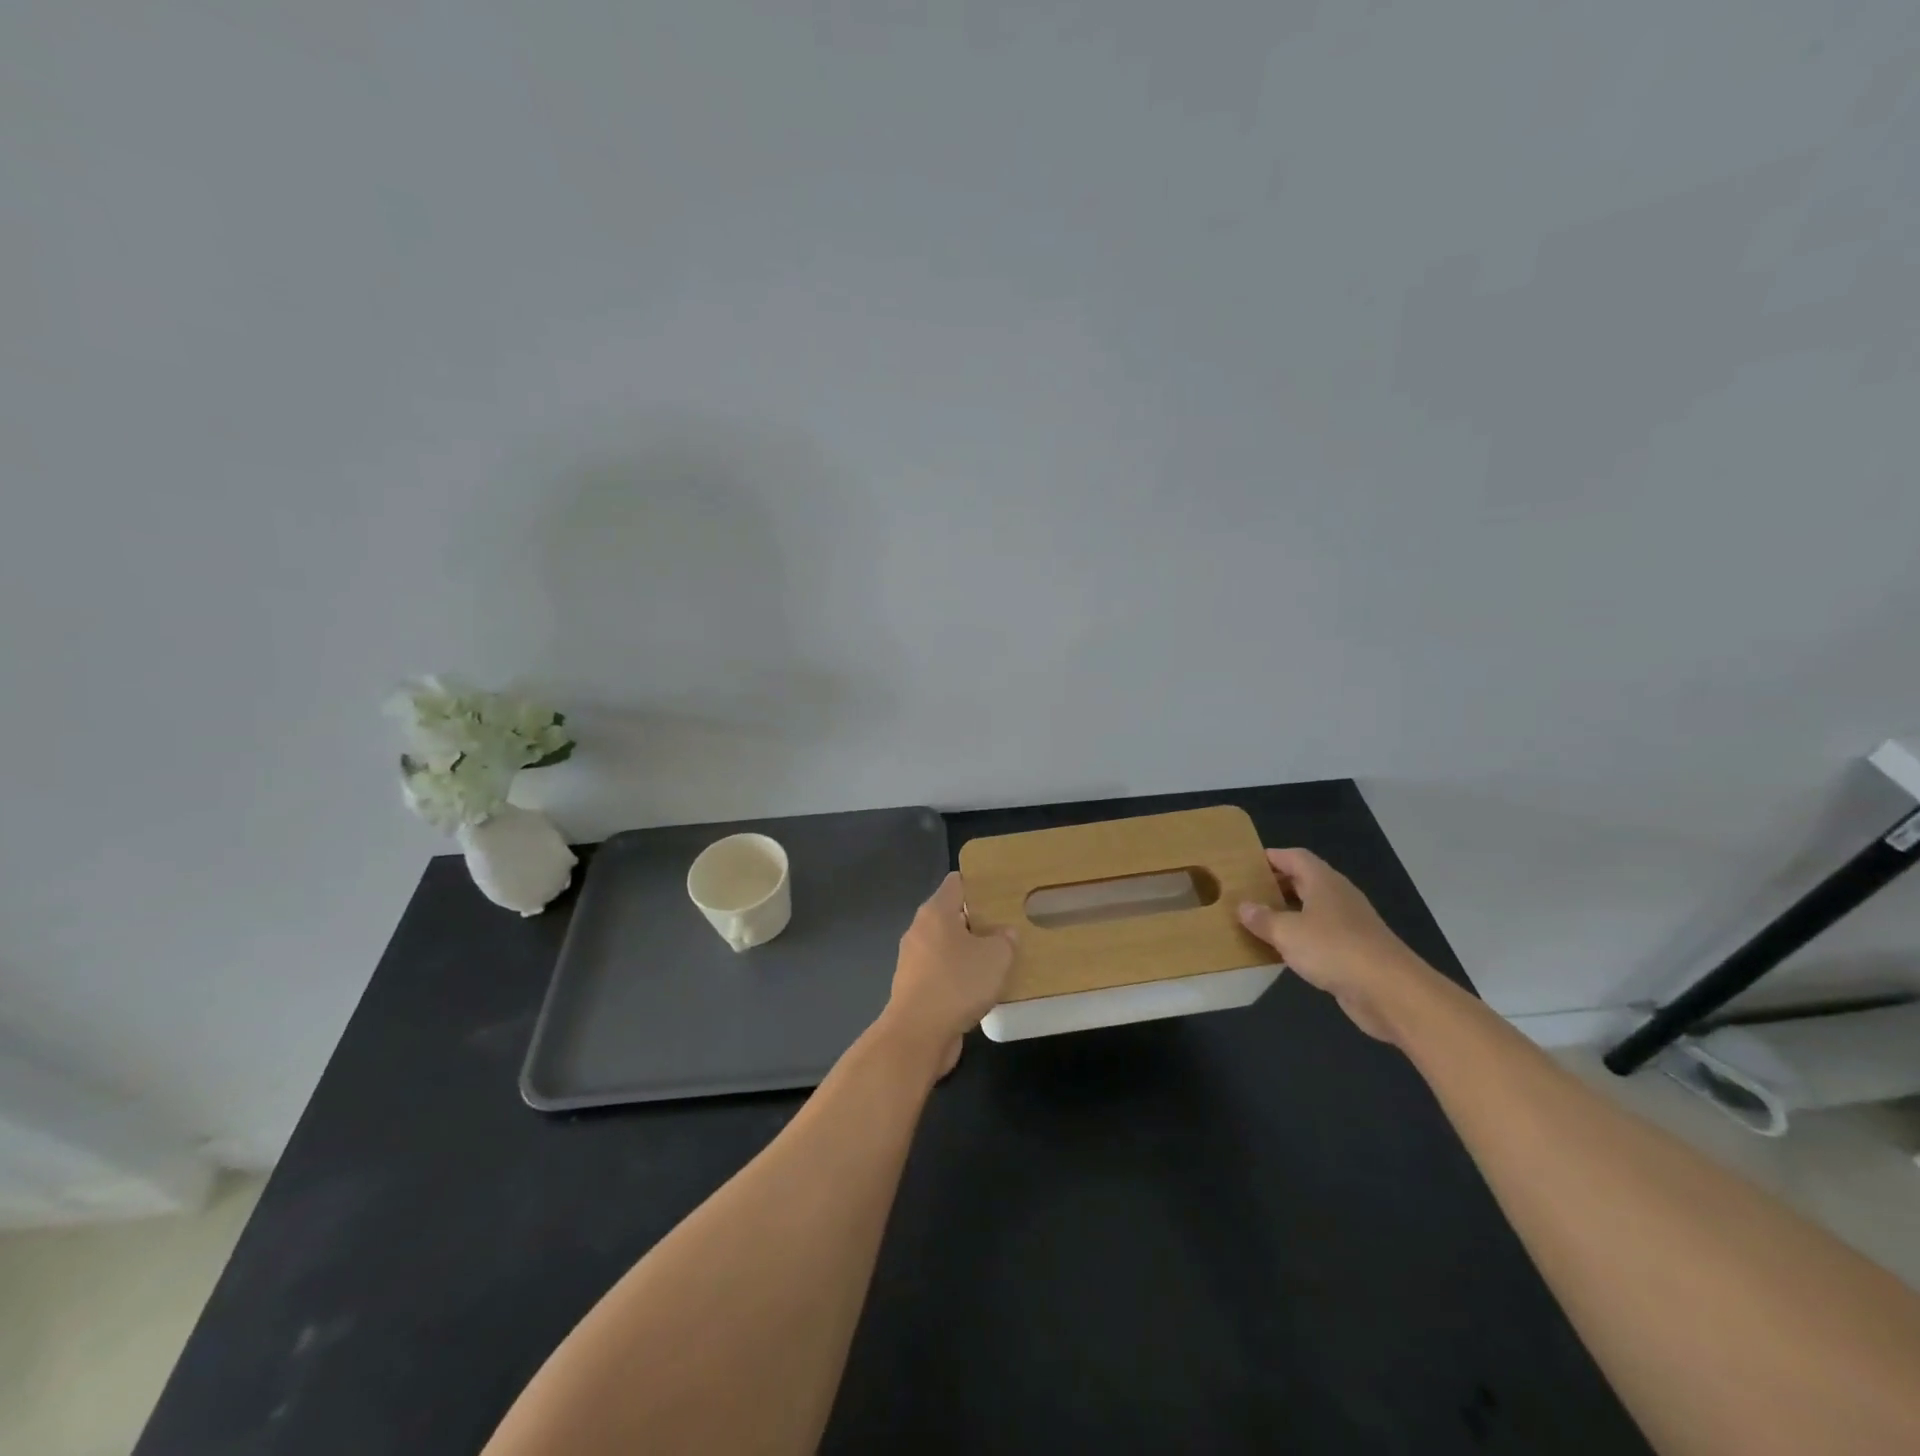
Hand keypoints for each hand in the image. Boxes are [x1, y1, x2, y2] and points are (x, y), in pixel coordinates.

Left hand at [883, 873, 1016, 1070]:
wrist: (917, 1035)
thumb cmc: (957, 984)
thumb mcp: (995, 957)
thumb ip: (1005, 940)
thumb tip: (1005, 934)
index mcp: (935, 912)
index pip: (957, 883)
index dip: (979, 883)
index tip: (1002, 890)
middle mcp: (920, 930)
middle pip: (951, 914)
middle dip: (977, 919)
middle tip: (1007, 925)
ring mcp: (914, 960)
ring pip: (946, 946)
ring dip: (968, 951)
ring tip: (998, 957)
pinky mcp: (915, 987)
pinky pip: (942, 972)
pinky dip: (959, 975)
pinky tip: (980, 987)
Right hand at [1236, 848, 1433, 1042]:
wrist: (1390, 991)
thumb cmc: (1334, 949)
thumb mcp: (1288, 932)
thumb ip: (1263, 919)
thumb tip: (1243, 906)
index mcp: (1323, 882)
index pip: (1295, 857)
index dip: (1272, 857)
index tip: (1246, 863)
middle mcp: (1338, 897)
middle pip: (1304, 881)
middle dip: (1276, 885)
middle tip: (1246, 893)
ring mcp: (1350, 925)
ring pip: (1313, 910)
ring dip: (1288, 913)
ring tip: (1258, 921)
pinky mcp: (1355, 951)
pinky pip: (1321, 936)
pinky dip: (1302, 939)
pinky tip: (1284, 951)